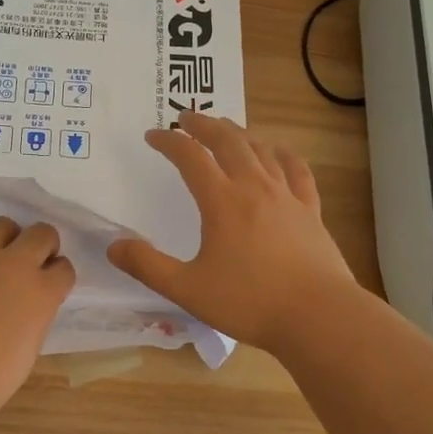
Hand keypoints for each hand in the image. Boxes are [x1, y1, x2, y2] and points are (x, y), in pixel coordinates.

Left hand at [0, 217, 75, 430]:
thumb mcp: (28, 348)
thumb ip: (34, 316)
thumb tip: (27, 305)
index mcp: (42, 292)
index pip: (64, 268)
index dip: (58, 275)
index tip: (51, 283)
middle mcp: (14, 265)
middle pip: (41, 233)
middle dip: (42, 244)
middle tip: (31, 261)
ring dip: (5, 238)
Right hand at [107, 111, 360, 351]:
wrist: (318, 315)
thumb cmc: (249, 302)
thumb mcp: (188, 289)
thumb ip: (148, 266)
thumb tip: (114, 246)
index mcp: (222, 201)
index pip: (190, 157)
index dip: (169, 141)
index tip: (153, 136)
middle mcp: (254, 187)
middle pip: (228, 141)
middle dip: (204, 125)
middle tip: (187, 118)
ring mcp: (286, 196)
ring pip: (261, 150)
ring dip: (239, 134)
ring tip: (225, 129)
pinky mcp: (310, 210)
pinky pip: (297, 171)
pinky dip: (284, 155)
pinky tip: (279, 152)